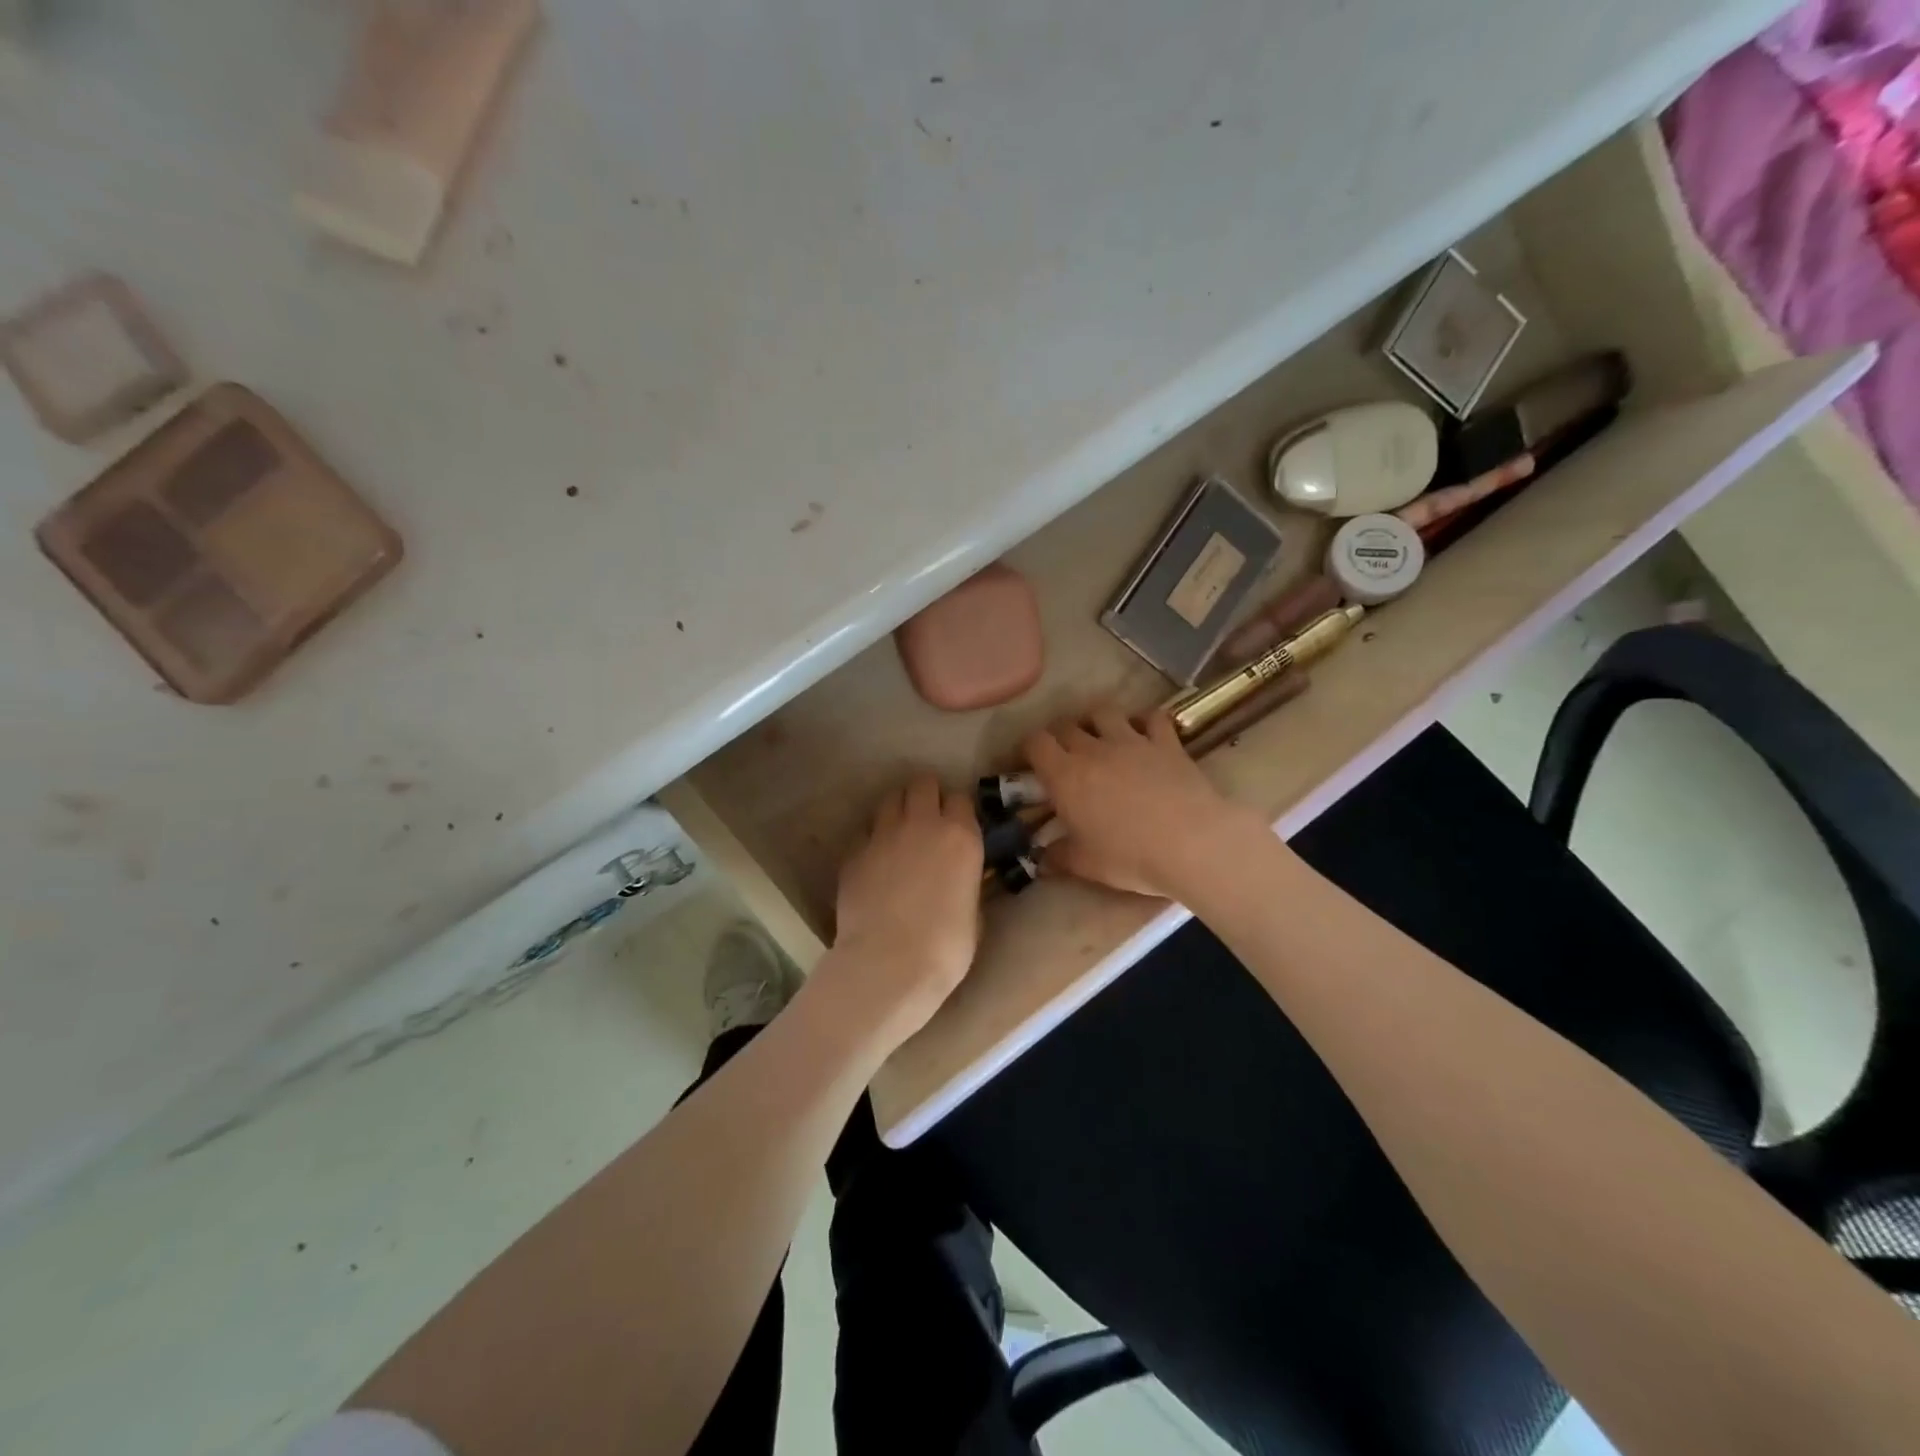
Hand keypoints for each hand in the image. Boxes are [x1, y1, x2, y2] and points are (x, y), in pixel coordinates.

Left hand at [823, 774, 983, 1046]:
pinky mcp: (854, 852)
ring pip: (890, 799)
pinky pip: (865, 832)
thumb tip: (961, 878)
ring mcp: (883, 835)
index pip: (960, 798)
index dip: (958, 810)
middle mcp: (922, 824)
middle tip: (927, 819)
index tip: (957, 825)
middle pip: (923, 784)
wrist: (889, 964)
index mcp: (961, 836)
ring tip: (899, 834)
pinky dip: (872, 840)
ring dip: (898, 810)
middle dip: (926, 795)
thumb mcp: (974, 912)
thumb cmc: (946, 947)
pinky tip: (874, 862)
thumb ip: (967, 881)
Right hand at [1023, 707, 1269, 900]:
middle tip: (1065, 756)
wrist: (1191, 844)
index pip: (1036, 743)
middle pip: (1066, 725)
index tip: (1032, 763)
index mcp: (1065, 777)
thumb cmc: (1129, 857)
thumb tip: (1041, 859)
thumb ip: (1058, 857)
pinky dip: (1145, 721)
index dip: (1029, 748)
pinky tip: (1145, 733)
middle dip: (1060, 736)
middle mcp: (1093, 750)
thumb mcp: (1086, 865)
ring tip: (1101, 737)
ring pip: (1104, 712)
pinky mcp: (1166, 742)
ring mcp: (1131, 741)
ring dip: (1096, 721)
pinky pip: (1152, 717)